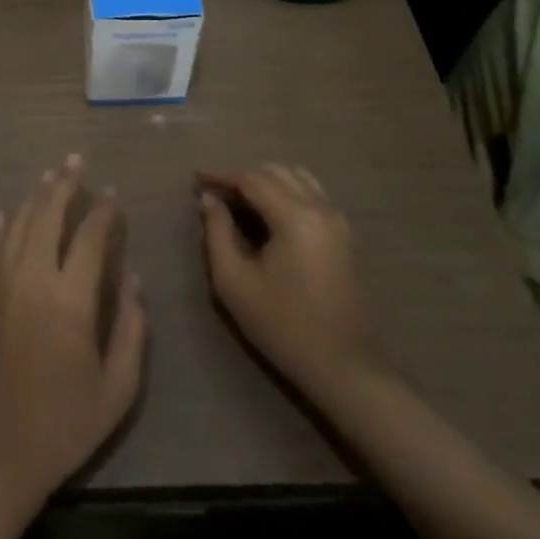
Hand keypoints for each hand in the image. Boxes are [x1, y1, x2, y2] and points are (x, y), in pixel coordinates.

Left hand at [0, 155, 146, 511]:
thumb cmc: (60, 428)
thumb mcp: (115, 391)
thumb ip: (131, 331)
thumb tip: (134, 281)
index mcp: (69, 300)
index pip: (90, 237)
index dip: (103, 210)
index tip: (112, 191)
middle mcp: (32, 280)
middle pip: (47, 216)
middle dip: (63, 184)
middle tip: (74, 160)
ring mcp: (0, 287)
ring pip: (18, 226)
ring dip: (34, 197)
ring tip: (48, 175)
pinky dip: (2, 227)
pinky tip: (7, 212)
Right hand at [197, 163, 373, 399]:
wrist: (343, 367)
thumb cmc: (283, 326)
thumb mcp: (235, 283)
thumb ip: (217, 233)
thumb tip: (210, 199)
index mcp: (295, 217)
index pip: (252, 178)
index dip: (221, 175)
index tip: (196, 178)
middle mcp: (320, 207)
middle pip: (275, 171)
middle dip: (242, 175)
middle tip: (214, 192)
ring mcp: (336, 218)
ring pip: (296, 177)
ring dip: (265, 180)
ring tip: (238, 199)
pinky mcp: (343, 233)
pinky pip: (311, 192)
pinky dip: (285, 190)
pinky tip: (267, 212)